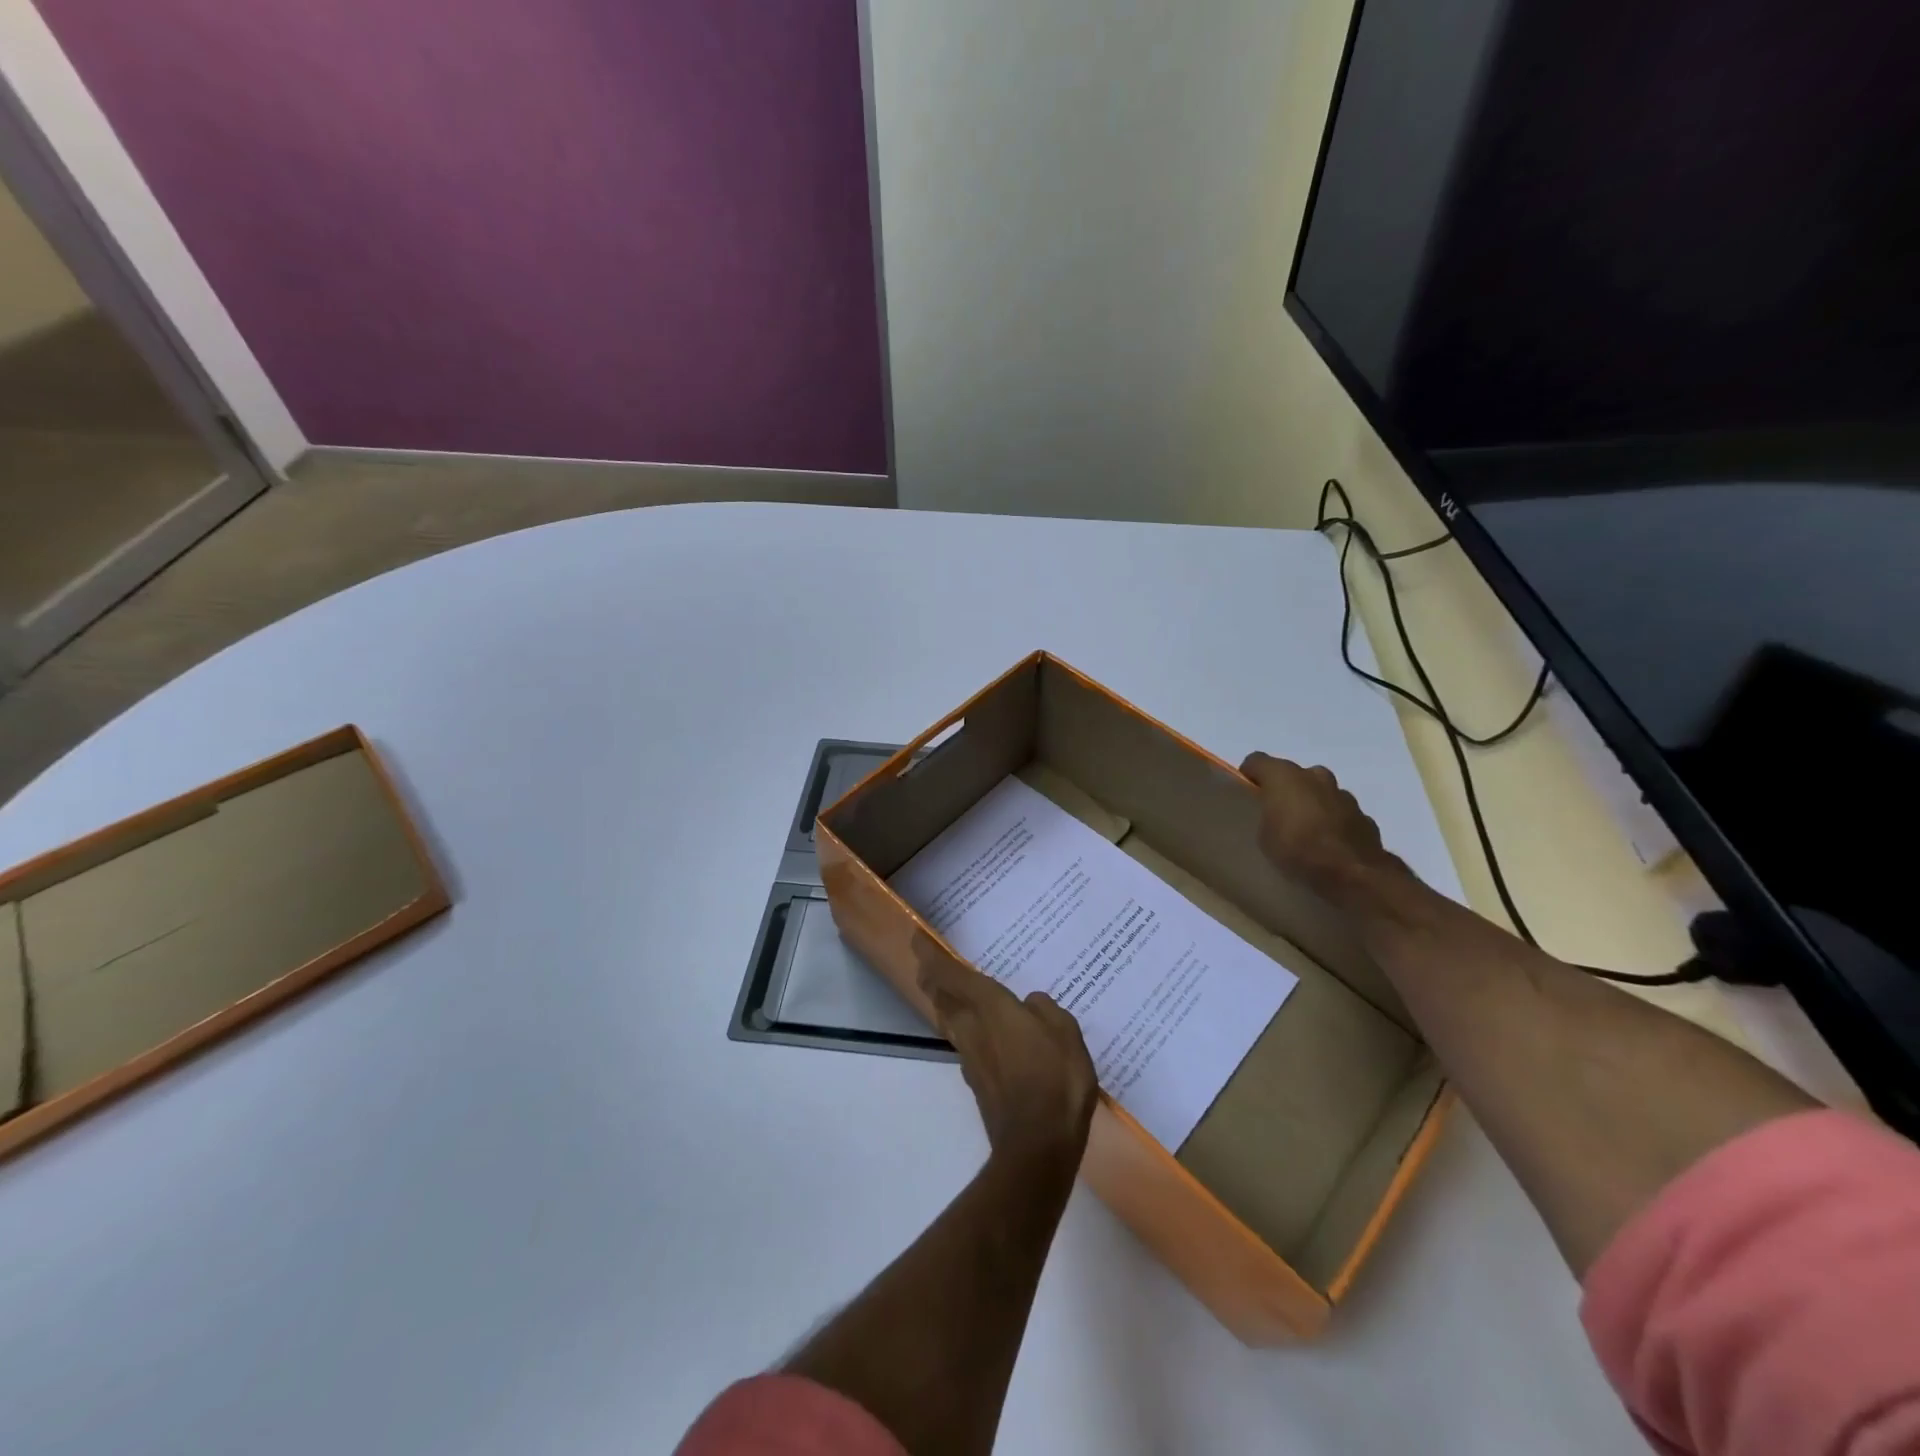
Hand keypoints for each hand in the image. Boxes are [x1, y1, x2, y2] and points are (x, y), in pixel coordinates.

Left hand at [914, 938, 1098, 1170]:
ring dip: (944, 1004)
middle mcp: (972, 1028)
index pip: (950, 974)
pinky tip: (982, 1034)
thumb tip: (1030, 1005)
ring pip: (948, 1021)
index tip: (915, 939)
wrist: (1038, 1146)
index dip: (929, 955)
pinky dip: (965, 1030)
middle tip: (930, 964)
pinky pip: (964, 1044)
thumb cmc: (1055, 1079)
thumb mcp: (1065, 1033)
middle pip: (941, 997)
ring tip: (952, 992)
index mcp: (990, 1007)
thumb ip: (1045, 1011)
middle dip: (931, 978)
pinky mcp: (977, 1083)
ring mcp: (971, 1058)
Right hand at [1240, 752, 1412, 909]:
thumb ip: (1266, 816)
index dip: (1249, 776)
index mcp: (1284, 775)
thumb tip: (1272, 815)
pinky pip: (1340, 812)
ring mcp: (1343, 794)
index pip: (1257, 761)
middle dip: (1285, 790)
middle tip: (1276, 815)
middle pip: (1293, 774)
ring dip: (1311, 804)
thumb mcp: (1263, 836)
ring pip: (1320, 791)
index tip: (1246, 797)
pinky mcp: (1363, 815)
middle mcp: (1315, 775)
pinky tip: (1328, 844)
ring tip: (1304, 832)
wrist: (1352, 872)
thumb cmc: (1297, 848)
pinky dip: (1332, 821)